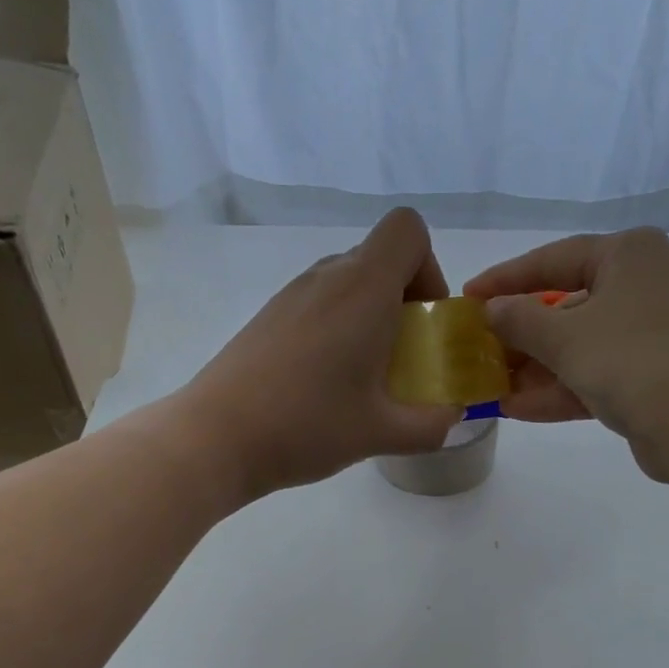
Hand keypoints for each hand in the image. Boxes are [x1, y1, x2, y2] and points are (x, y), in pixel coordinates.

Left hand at [178, 208, 461, 498]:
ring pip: (347, 284)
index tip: (425, 322)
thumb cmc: (307, 426)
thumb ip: (430, 425)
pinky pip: (318, 305)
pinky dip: (337, 330)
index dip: (429, 268)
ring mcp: (291, 294)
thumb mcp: (381, 433)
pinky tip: (324, 385)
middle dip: (403, 302)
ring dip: (368, 319)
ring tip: (364, 379)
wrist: (216, 438)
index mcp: (363, 288)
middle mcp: (326, 276)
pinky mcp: (268, 317)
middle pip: (379, 259)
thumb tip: (451, 417)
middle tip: (402, 360)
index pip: (407, 230)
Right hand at [464, 228, 668, 482]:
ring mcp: (644, 336)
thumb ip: (520, 320)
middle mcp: (639, 287)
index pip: (553, 259)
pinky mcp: (646, 379)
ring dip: (533, 370)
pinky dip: (556, 391)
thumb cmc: (633, 359)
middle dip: (519, 335)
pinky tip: (515, 409)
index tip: (469, 297)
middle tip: (476, 350)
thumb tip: (492, 310)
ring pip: (576, 347)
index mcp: (627, 256)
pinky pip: (590, 378)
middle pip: (564, 306)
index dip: (506, 279)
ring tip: (487, 386)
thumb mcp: (565, 336)